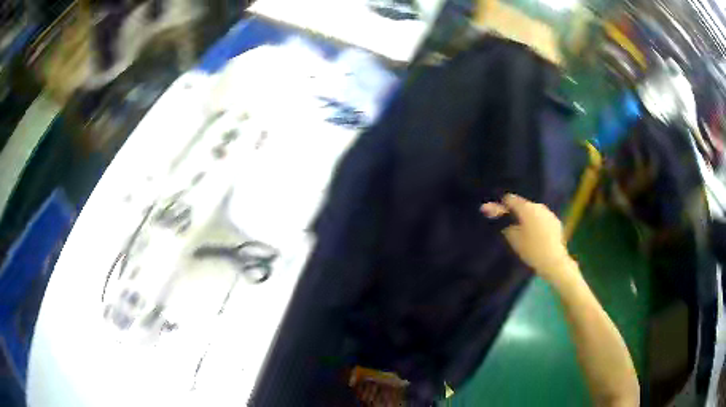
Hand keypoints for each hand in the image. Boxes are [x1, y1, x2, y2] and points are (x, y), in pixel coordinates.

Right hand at [481, 194, 574, 282]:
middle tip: (508, 226)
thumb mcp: (514, 239)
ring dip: (527, 218)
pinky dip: (537, 224)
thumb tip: (501, 219)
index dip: (500, 206)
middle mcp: (538, 206)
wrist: (554, 261)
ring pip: (533, 212)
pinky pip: (542, 219)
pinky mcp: (556, 222)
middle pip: (522, 205)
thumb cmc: (532, 250)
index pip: (510, 199)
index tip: (495, 215)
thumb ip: (505, 225)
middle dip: (515, 213)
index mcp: (526, 208)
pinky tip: (536, 237)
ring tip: (524, 233)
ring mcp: (549, 213)